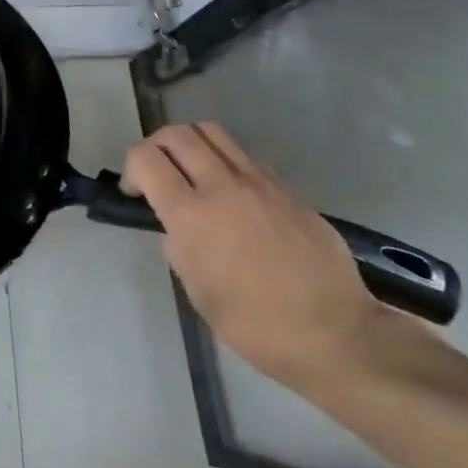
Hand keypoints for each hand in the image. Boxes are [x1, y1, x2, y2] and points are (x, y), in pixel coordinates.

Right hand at [123, 123, 393, 394]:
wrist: (335, 334)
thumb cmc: (256, 325)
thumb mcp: (198, 291)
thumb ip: (179, 246)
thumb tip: (178, 227)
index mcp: (192, 215)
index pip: (146, 159)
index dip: (131, 169)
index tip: (136, 194)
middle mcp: (222, 187)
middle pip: (176, 134)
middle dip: (156, 147)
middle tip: (158, 175)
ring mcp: (259, 182)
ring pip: (211, 132)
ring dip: (191, 144)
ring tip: (193, 173)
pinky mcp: (286, 188)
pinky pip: (244, 155)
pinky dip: (225, 161)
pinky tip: (232, 194)